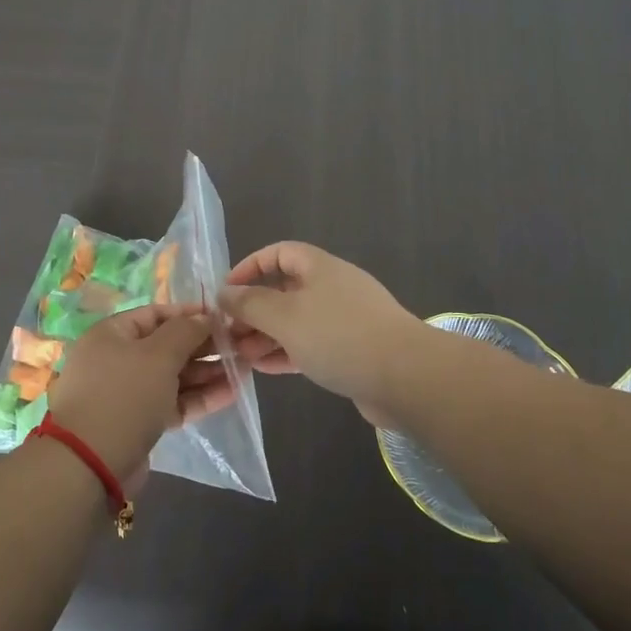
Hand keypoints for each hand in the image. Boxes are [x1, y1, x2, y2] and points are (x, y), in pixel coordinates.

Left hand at [44, 305, 234, 483]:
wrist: (90, 465)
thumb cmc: (124, 395)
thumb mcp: (158, 355)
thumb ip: (185, 331)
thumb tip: (204, 317)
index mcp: (111, 334)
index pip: (155, 314)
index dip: (189, 314)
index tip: (222, 317)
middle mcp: (116, 359)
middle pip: (166, 346)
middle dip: (203, 345)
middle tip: (239, 345)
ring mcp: (127, 393)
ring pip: (173, 376)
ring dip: (207, 372)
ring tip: (244, 368)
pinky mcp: (139, 423)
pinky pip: (173, 402)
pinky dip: (199, 397)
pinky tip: (232, 393)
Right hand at [220, 242, 420, 423]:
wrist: (406, 377)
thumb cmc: (339, 336)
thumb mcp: (285, 316)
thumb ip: (250, 303)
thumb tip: (225, 292)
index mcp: (319, 267)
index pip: (279, 253)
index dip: (250, 267)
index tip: (227, 292)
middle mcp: (333, 287)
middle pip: (286, 289)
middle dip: (255, 309)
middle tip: (228, 332)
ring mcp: (346, 320)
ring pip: (297, 321)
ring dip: (267, 335)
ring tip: (240, 355)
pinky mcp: (354, 350)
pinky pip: (312, 345)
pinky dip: (287, 352)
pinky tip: (265, 369)